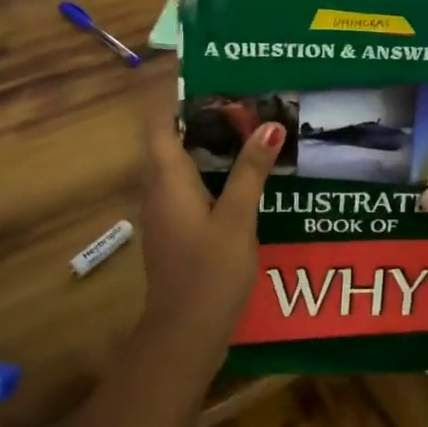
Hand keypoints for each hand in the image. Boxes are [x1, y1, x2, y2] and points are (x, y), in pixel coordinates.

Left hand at [136, 100, 283, 346]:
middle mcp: (158, 190)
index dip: (182, 102)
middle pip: (172, 142)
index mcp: (167, 178)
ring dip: (211, 150)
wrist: (184, 336)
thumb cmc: (209, 272)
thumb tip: (270, 125)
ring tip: (254, 138)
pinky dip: (212, 176)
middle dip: (207, 123)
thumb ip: (251, 171)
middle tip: (250, 110)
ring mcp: (164, 214)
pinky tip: (246, 183)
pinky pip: (188, 189)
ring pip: (182, 167)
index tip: (221, 90)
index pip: (161, 124)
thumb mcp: (238, 218)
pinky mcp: (174, 232)